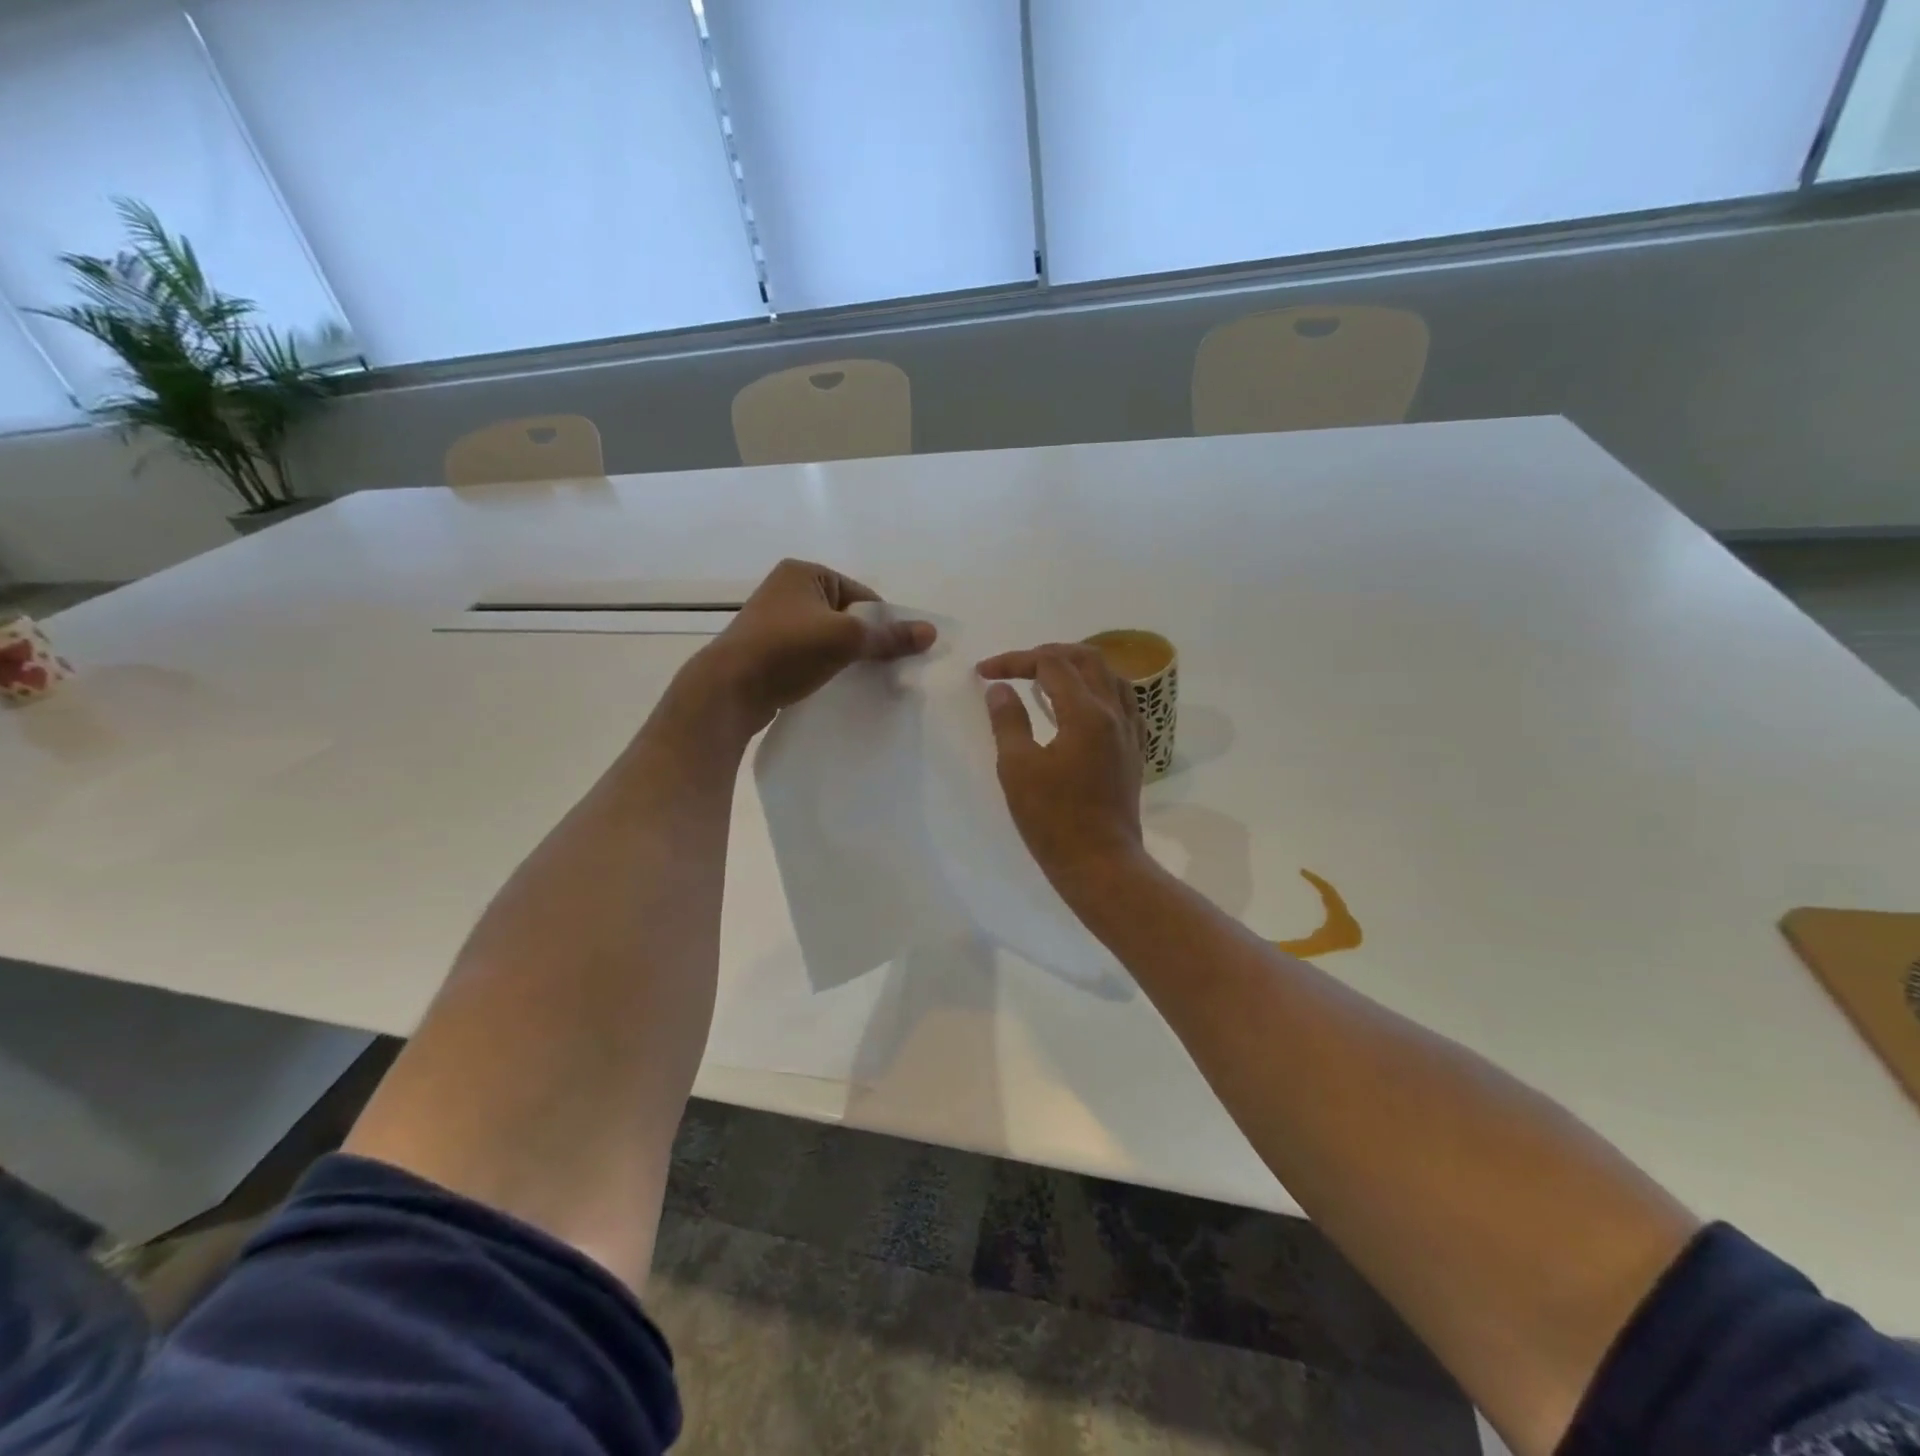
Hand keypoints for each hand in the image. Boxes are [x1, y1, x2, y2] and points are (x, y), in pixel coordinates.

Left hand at [681, 559, 934, 737]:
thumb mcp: (846, 638)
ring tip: (863, 680)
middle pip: (847, 616)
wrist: (728, 690)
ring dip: (847, 657)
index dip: (884, 622)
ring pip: (828, 637)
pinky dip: (825, 667)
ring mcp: (775, 621)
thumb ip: (889, 636)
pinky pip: (809, 655)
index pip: (862, 594)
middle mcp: (787, 590)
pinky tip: (836, 686)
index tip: (899, 652)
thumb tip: (932, 632)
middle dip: (867, 641)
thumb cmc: (787, 650)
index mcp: (804, 573)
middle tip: (886, 670)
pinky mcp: (768, 651)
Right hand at [977, 643, 1146, 893]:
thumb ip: (1008, 721)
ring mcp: (1129, 732)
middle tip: (1016, 666)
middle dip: (1048, 654)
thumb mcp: (1018, 768)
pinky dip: (1098, 689)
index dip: (1015, 661)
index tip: (985, 673)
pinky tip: (1082, 704)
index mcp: (1086, 713)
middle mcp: (1114, 713)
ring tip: (1048, 677)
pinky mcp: (1133, 750)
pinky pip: (1122, 701)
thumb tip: (1001, 689)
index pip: (1051, 665)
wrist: (1100, 863)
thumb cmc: (1053, 819)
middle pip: (1087, 659)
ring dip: (1077, 667)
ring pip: (1110, 676)